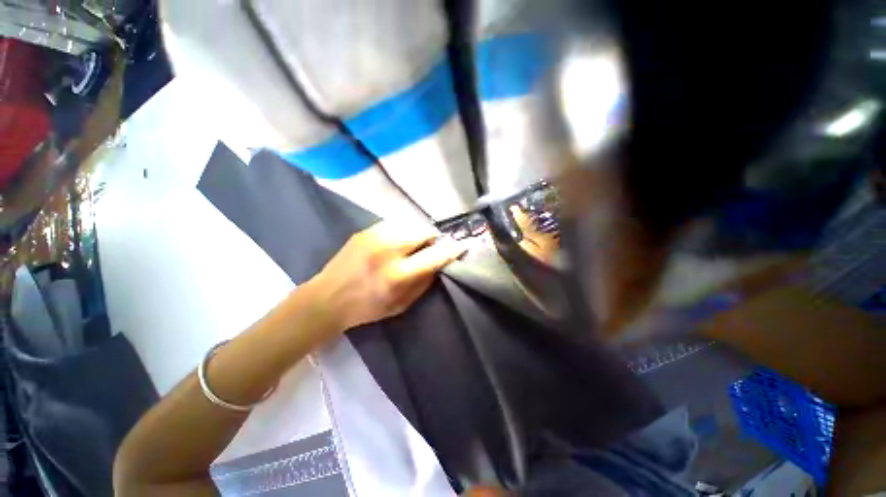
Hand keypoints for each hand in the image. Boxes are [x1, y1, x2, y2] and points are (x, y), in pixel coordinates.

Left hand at [308, 222, 467, 331]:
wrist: (327, 298)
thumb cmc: (367, 308)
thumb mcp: (402, 304)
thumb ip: (424, 282)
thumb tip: (440, 263)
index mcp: (398, 274)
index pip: (435, 255)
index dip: (452, 249)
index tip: (463, 245)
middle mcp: (388, 249)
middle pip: (424, 231)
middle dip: (434, 238)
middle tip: (432, 247)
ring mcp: (375, 235)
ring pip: (411, 224)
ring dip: (419, 234)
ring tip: (415, 244)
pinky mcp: (366, 230)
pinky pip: (395, 224)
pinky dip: (404, 231)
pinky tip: (398, 242)